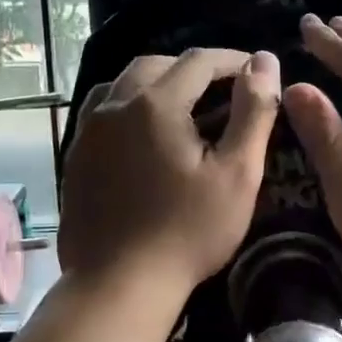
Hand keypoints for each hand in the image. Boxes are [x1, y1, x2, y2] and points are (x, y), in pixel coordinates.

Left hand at [60, 48, 281, 298]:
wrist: (119, 282)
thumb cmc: (188, 231)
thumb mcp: (237, 174)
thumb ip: (253, 112)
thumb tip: (265, 61)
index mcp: (155, 103)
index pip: (198, 61)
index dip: (232, 59)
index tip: (256, 70)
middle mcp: (114, 105)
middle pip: (155, 65)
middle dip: (192, 68)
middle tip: (222, 88)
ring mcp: (88, 131)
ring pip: (123, 84)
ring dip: (156, 83)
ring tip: (182, 104)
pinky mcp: (76, 156)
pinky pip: (103, 112)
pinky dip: (129, 106)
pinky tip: (143, 132)